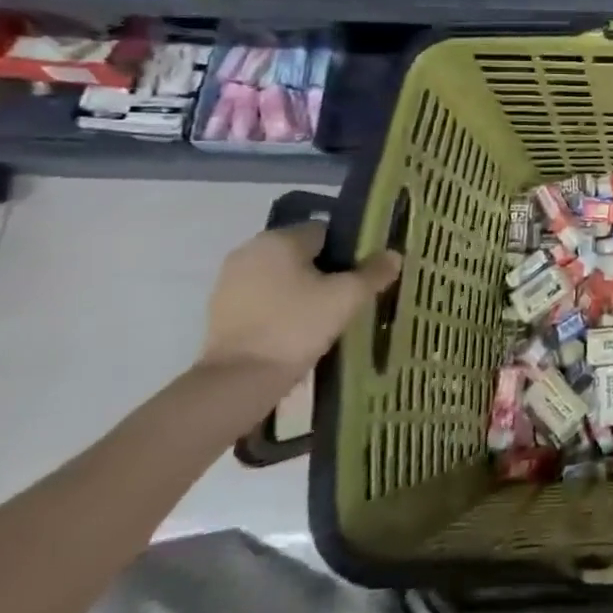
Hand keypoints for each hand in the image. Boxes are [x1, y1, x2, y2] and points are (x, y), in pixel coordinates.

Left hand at [200, 223, 402, 383]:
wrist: (238, 381)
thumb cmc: (296, 326)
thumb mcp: (347, 297)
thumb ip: (374, 272)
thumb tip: (393, 255)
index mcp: (279, 238)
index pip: (326, 231)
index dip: (349, 251)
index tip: (363, 275)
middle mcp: (250, 250)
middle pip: (302, 253)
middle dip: (325, 271)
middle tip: (348, 297)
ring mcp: (230, 281)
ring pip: (281, 276)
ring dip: (301, 289)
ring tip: (325, 316)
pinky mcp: (220, 310)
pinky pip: (263, 297)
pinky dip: (280, 307)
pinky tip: (297, 329)